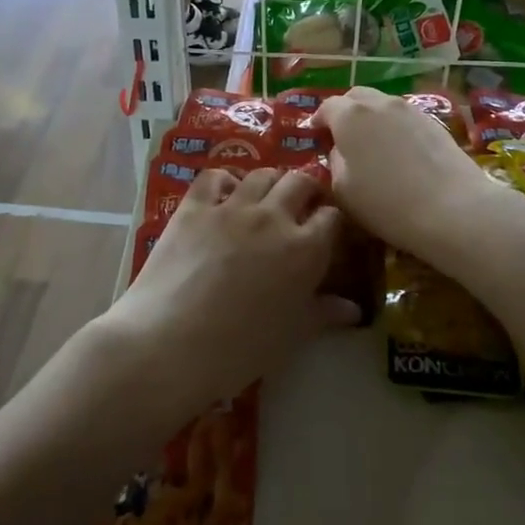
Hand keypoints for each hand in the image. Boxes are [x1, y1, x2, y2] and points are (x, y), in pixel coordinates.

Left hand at [103, 167, 358, 417]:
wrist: (170, 343)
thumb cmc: (238, 349)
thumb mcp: (289, 336)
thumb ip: (322, 314)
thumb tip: (354, 309)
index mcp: (304, 250)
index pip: (332, 217)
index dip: (331, 221)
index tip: (327, 231)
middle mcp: (273, 218)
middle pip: (300, 182)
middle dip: (306, 190)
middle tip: (300, 206)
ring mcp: (232, 207)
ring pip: (261, 174)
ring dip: (270, 182)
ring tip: (265, 198)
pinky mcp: (194, 206)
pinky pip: (215, 177)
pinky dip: (224, 181)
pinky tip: (224, 195)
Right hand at [317, 87, 506, 268]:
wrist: (453, 208)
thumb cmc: (387, 203)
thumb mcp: (343, 189)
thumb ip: (335, 161)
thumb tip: (341, 150)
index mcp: (350, 115)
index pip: (327, 107)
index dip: (318, 120)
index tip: (316, 136)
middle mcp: (379, 102)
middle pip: (355, 97)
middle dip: (344, 112)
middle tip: (342, 137)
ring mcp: (409, 109)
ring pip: (381, 104)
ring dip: (370, 118)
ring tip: (371, 145)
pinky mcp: (433, 121)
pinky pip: (403, 116)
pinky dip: (393, 126)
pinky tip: (398, 151)